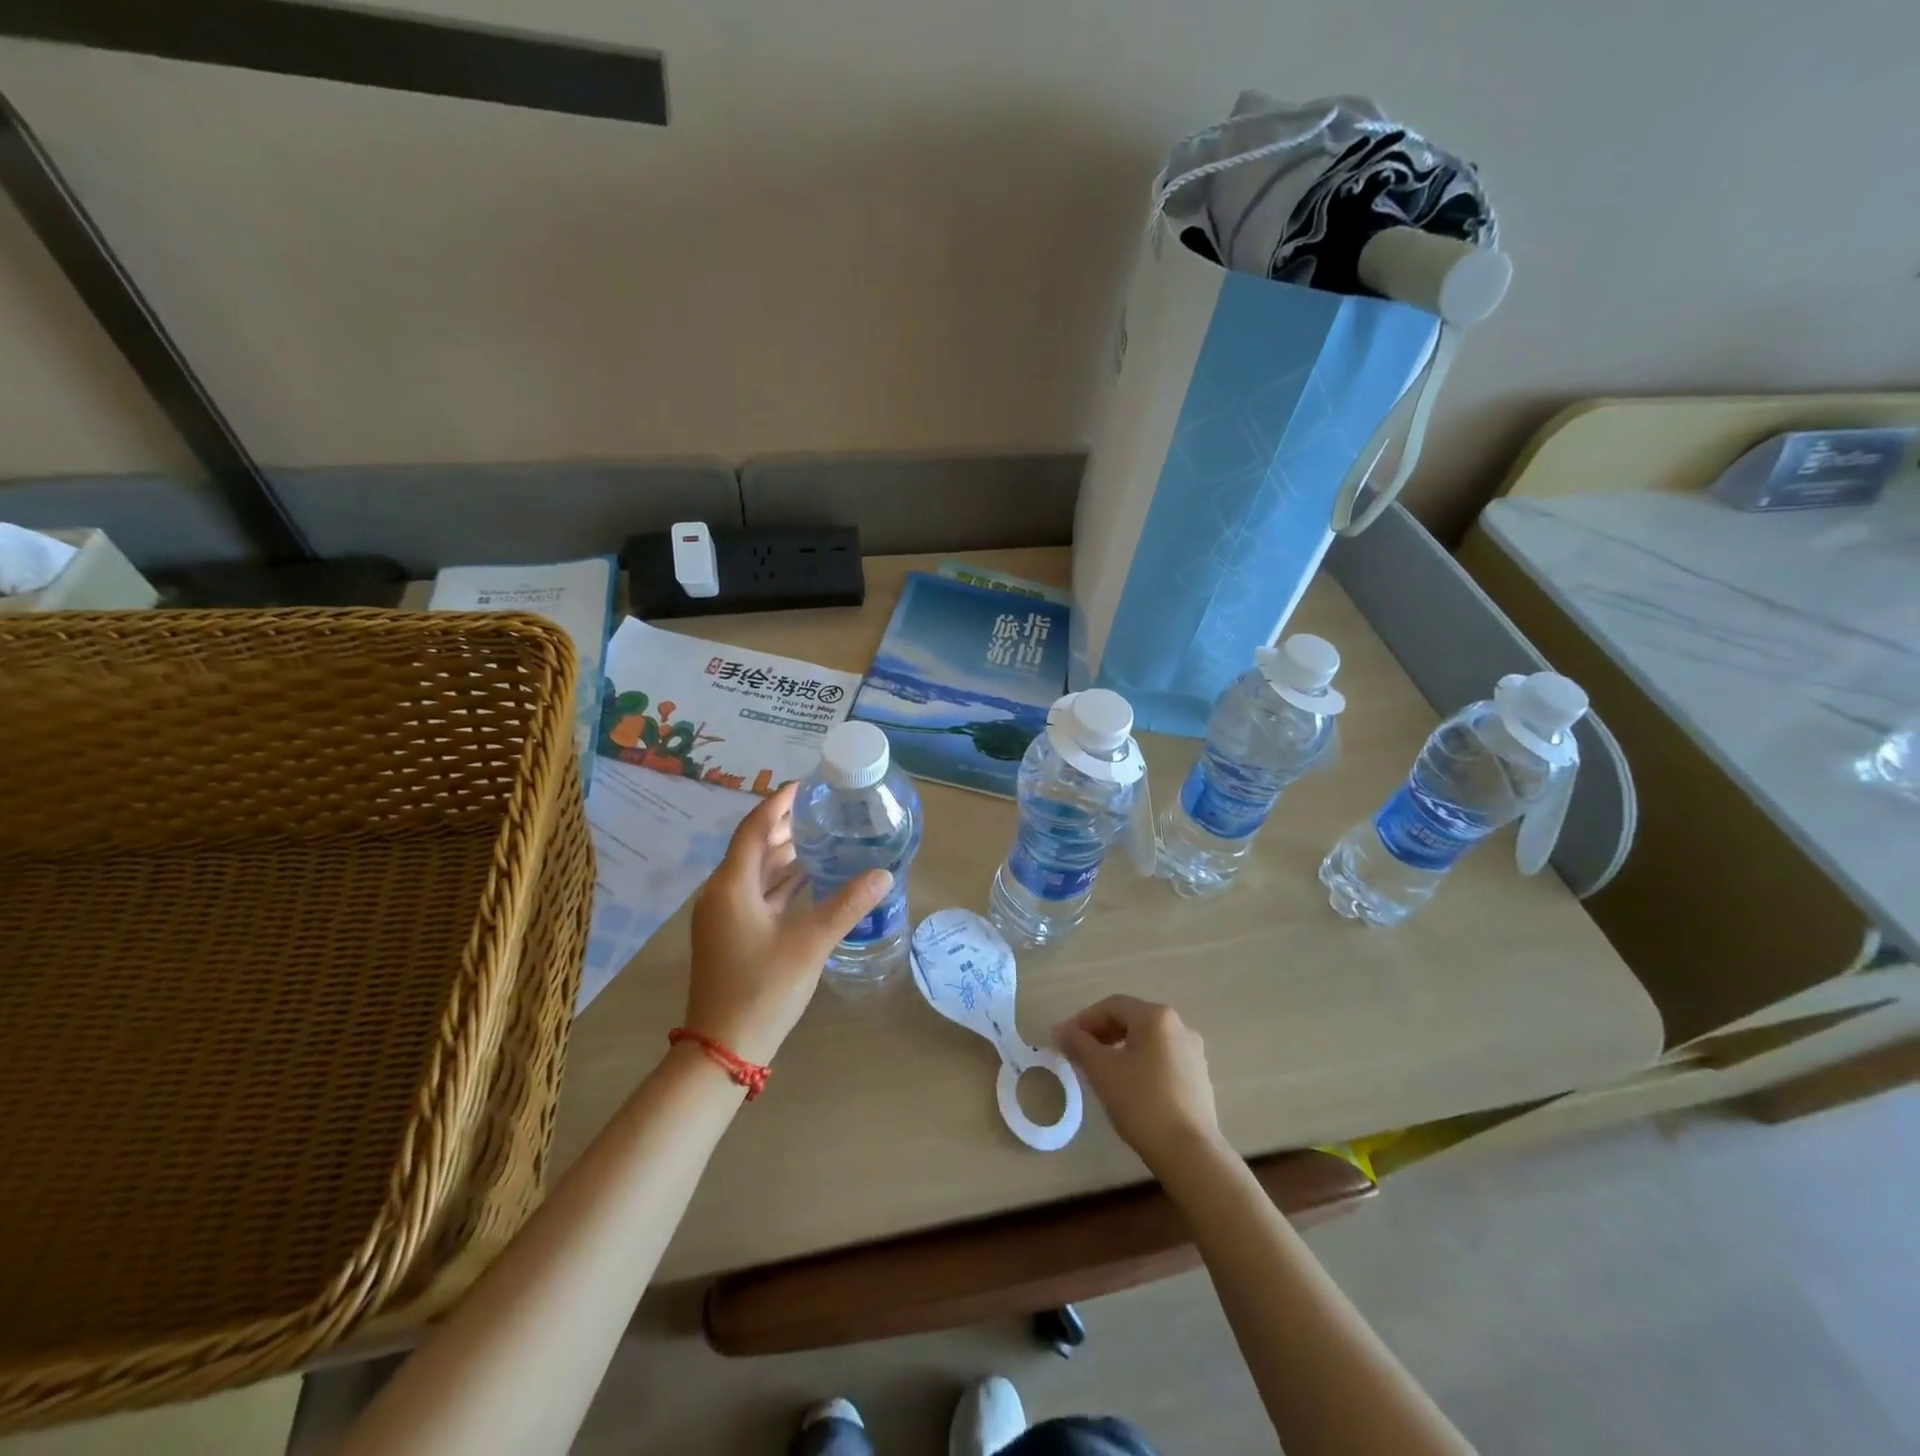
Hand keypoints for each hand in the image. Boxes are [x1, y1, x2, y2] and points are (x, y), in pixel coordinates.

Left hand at [686, 783, 891, 1066]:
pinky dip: (780, 882)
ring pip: (755, 872)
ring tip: (821, 838)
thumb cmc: (763, 988)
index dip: (778, 803)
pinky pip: (756, 894)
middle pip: (754, 847)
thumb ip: (847, 904)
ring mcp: (724, 916)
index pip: (754, 828)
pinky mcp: (731, 935)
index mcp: (732, 885)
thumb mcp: (810, 943)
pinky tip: (809, 880)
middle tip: (823, 811)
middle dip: (785, 826)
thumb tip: (884, 873)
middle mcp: (722, 893)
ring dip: (784, 854)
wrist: (723, 1048)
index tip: (806, 786)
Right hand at [1054, 996, 1222, 1171]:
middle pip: (1131, 1019)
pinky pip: (1162, 1058)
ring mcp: (1193, 1052)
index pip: (1112, 1006)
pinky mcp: (1199, 1077)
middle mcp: (1179, 1026)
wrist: (1190, 1153)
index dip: (1083, 1019)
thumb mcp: (1101, 1070)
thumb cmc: (1141, 1102)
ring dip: (1120, 1048)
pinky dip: (1141, 1063)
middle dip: (1101, 1033)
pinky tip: (1129, 1087)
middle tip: (1079, 1053)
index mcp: (1156, 1016)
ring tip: (1101, 1071)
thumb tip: (1060, 1030)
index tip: (1064, 1040)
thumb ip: (1078, 1044)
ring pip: (1147, 1040)